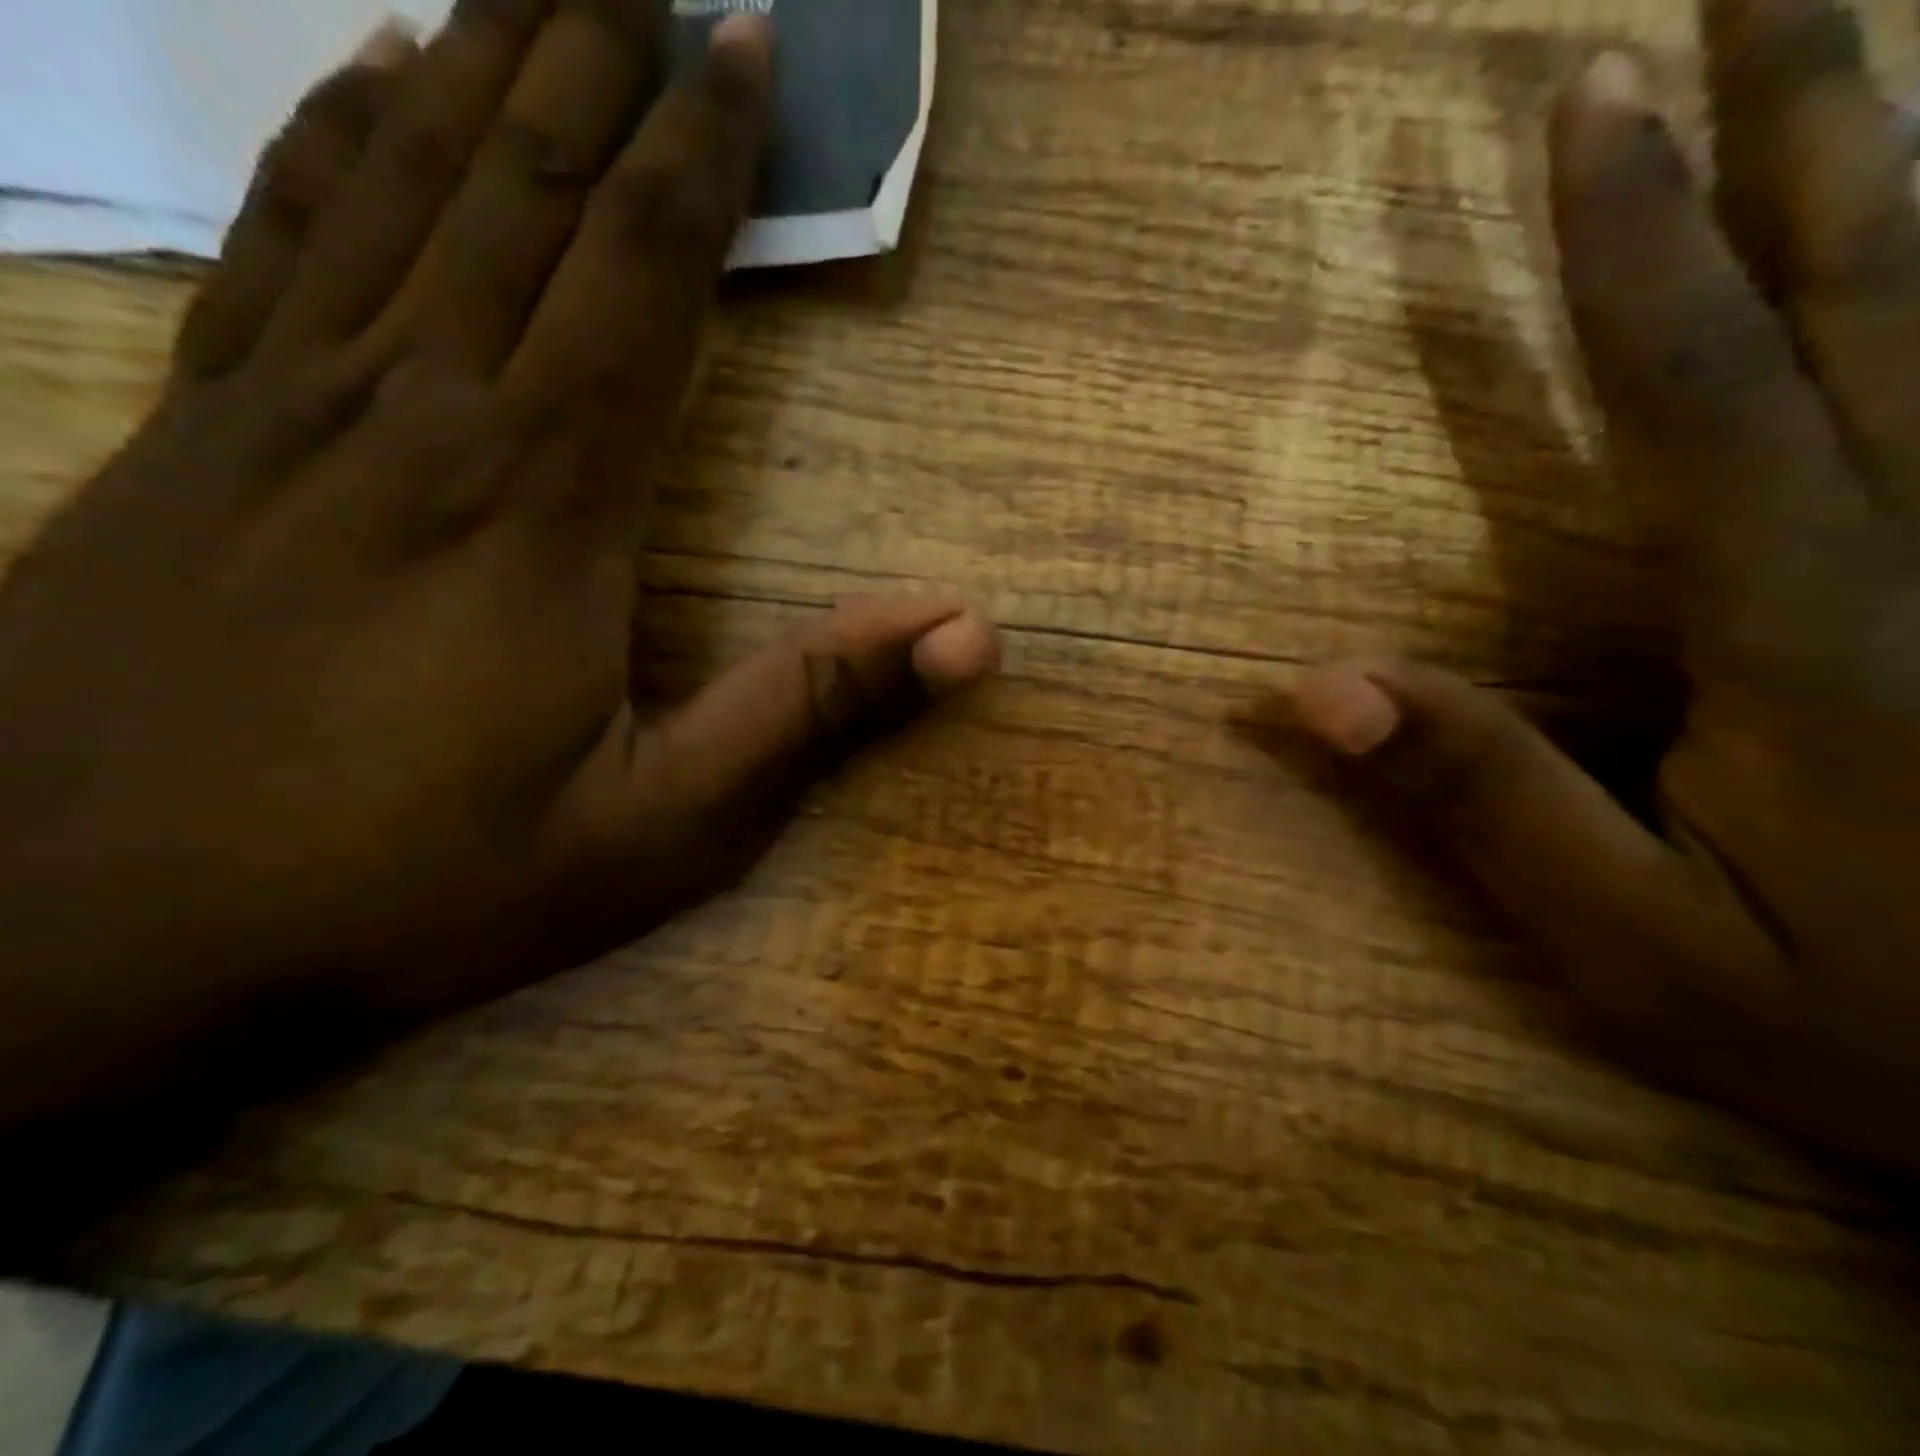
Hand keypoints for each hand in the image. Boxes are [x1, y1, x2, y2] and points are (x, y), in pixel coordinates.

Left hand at [0, 5, 995, 1140]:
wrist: (91, 944)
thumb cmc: (418, 890)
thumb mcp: (664, 826)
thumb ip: (811, 711)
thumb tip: (966, 634)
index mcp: (541, 505)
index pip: (640, 279)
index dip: (699, 157)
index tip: (743, 46)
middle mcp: (414, 419)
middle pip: (516, 194)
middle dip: (589, 62)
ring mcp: (277, 419)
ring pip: (390, 191)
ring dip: (472, 70)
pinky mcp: (182, 447)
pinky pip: (272, 247)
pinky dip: (330, 146)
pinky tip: (358, 92)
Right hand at [1297, 0, 1919, 1170]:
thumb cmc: (1867, 1027)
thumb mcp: (1627, 941)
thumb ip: (1479, 802)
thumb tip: (1314, 690)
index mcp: (1817, 635)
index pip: (1707, 395)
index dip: (1637, 249)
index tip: (1587, 108)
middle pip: (1882, 288)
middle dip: (1812, 118)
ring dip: (1919, 152)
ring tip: (1861, 31)